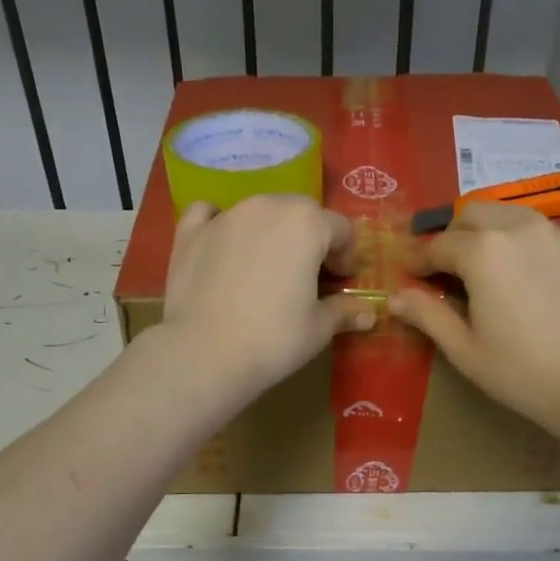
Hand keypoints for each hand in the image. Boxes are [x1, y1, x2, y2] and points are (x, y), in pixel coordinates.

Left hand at [157, 195, 373, 395]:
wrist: (203, 354)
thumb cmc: (273, 339)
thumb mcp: (318, 328)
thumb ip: (344, 311)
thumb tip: (369, 313)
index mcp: (307, 223)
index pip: (341, 229)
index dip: (347, 257)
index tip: (342, 283)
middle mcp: (267, 206)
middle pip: (301, 212)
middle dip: (311, 238)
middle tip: (309, 276)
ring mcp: (225, 216)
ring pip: (260, 211)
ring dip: (272, 231)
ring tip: (268, 268)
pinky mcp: (190, 232)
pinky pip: (210, 214)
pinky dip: (221, 224)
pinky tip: (223, 246)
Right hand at [390, 202, 559, 428]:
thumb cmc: (520, 371)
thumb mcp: (463, 347)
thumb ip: (426, 314)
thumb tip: (394, 297)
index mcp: (483, 250)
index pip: (438, 245)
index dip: (418, 260)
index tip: (410, 275)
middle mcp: (520, 228)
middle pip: (473, 214)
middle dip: (453, 236)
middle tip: (448, 268)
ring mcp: (559, 234)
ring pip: (512, 216)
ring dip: (490, 234)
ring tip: (488, 268)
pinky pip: (546, 236)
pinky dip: (526, 248)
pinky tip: (531, 283)